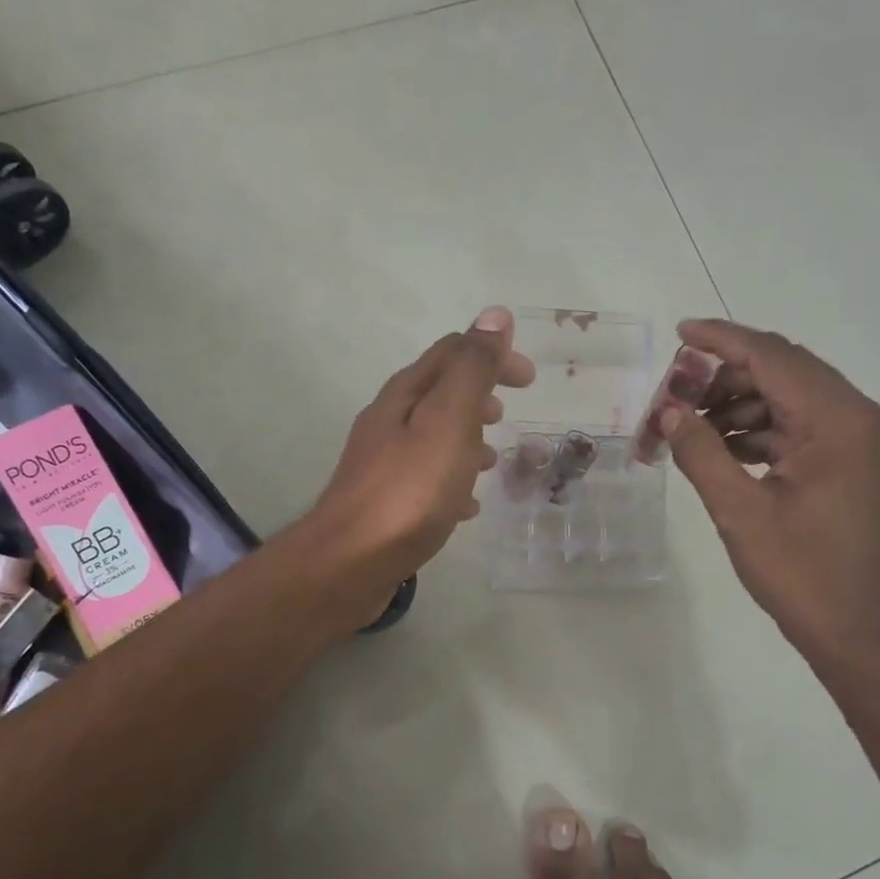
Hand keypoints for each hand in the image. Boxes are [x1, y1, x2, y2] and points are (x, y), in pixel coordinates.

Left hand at [299, 307, 532, 624]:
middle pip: (438, 395)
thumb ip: (472, 371)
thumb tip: (494, 315)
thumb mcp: (448, 422)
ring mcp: (382, 465)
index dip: (493, 356)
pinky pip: (425, 481)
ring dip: (465, 440)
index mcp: (405, 396)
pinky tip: (467, 507)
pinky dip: (452, 481)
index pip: (452, 354)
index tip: (529, 380)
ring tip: (493, 460)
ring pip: (432, 439)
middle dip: (478, 398)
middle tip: (509, 416)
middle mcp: (389, 423)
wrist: (350, 563)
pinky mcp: (384, 505)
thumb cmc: (408, 492)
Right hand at [662, 318, 879, 663]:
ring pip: (790, 397)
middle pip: (785, 371)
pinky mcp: (853, 458)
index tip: (680, 332)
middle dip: (725, 376)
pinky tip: (720, 447)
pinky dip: (758, 430)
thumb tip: (667, 412)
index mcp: (841, 422)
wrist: (849, 625)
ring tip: (690, 428)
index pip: (775, 358)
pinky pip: (799, 425)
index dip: (723, 341)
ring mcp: (861, 438)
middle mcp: (861, 417)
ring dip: (739, 405)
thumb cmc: (796, 571)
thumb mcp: (738, 511)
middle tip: (675, 394)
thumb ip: (700, 452)